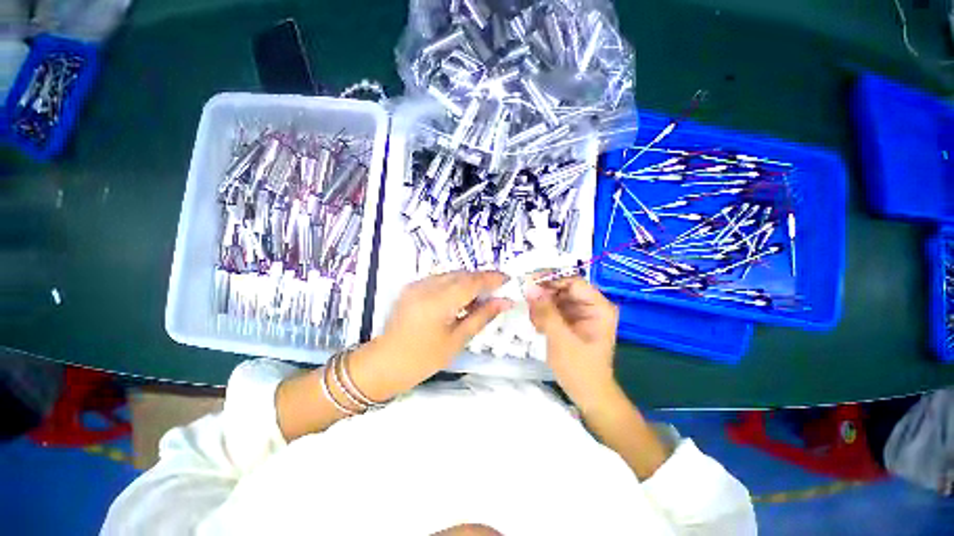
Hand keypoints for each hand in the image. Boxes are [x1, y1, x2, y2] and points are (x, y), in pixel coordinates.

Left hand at [378, 271, 512, 386]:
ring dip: (468, 281)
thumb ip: (482, 316)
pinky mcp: (412, 287)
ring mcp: (417, 285)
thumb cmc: (424, 359)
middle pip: (461, 275)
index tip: (508, 279)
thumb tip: (505, 301)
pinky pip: (439, 279)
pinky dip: (454, 284)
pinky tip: (461, 298)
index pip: (471, 282)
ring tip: (481, 296)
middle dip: (482, 279)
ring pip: (451, 275)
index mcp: (438, 302)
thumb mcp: (457, 340)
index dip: (492, 278)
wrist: (385, 363)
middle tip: (497, 289)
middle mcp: (426, 287)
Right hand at [526, 277, 618, 409]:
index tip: (527, 282)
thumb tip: (529, 286)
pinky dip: (543, 314)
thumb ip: (545, 311)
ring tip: (535, 321)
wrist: (588, 395)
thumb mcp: (560, 338)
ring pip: (555, 297)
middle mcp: (591, 305)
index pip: (572, 281)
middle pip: (563, 288)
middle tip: (526, 302)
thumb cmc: (579, 369)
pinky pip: (553, 308)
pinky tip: (539, 326)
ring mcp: (581, 312)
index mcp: (598, 306)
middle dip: (543, 294)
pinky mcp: (571, 320)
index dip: (550, 279)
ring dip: (541, 306)